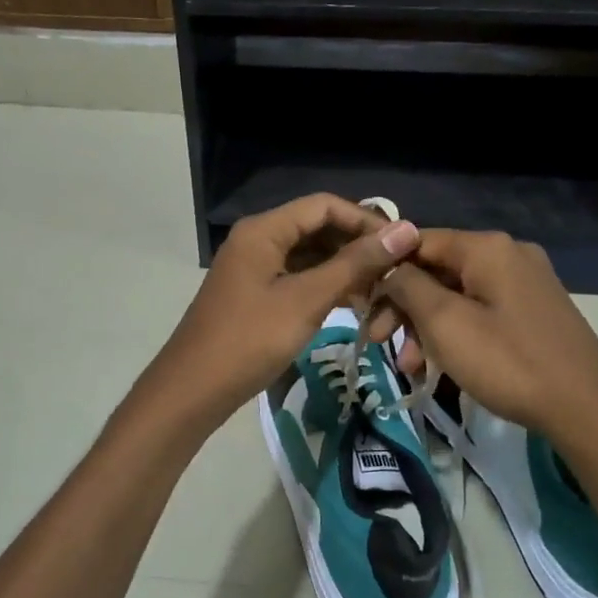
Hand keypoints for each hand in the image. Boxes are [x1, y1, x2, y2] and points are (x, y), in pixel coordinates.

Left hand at [134, 194, 420, 433]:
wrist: (193, 391)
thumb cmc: (250, 340)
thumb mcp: (307, 300)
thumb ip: (355, 264)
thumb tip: (405, 231)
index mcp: (264, 229)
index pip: (324, 206)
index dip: (365, 221)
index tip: (402, 246)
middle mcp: (258, 239)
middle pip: (317, 227)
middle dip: (356, 245)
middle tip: (395, 272)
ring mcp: (255, 266)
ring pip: (309, 254)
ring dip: (344, 267)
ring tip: (380, 291)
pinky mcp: (256, 292)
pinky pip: (298, 276)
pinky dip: (325, 285)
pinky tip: (352, 303)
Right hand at [379, 230, 597, 450]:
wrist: (588, 408)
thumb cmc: (508, 362)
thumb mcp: (445, 323)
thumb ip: (408, 286)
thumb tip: (389, 268)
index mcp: (487, 247)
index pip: (418, 242)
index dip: (385, 270)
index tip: (362, 304)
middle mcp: (508, 254)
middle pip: (437, 270)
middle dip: (405, 307)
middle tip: (380, 342)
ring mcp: (526, 282)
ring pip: (457, 295)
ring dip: (427, 326)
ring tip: (411, 366)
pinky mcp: (535, 310)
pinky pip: (481, 310)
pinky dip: (456, 332)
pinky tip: (441, 365)